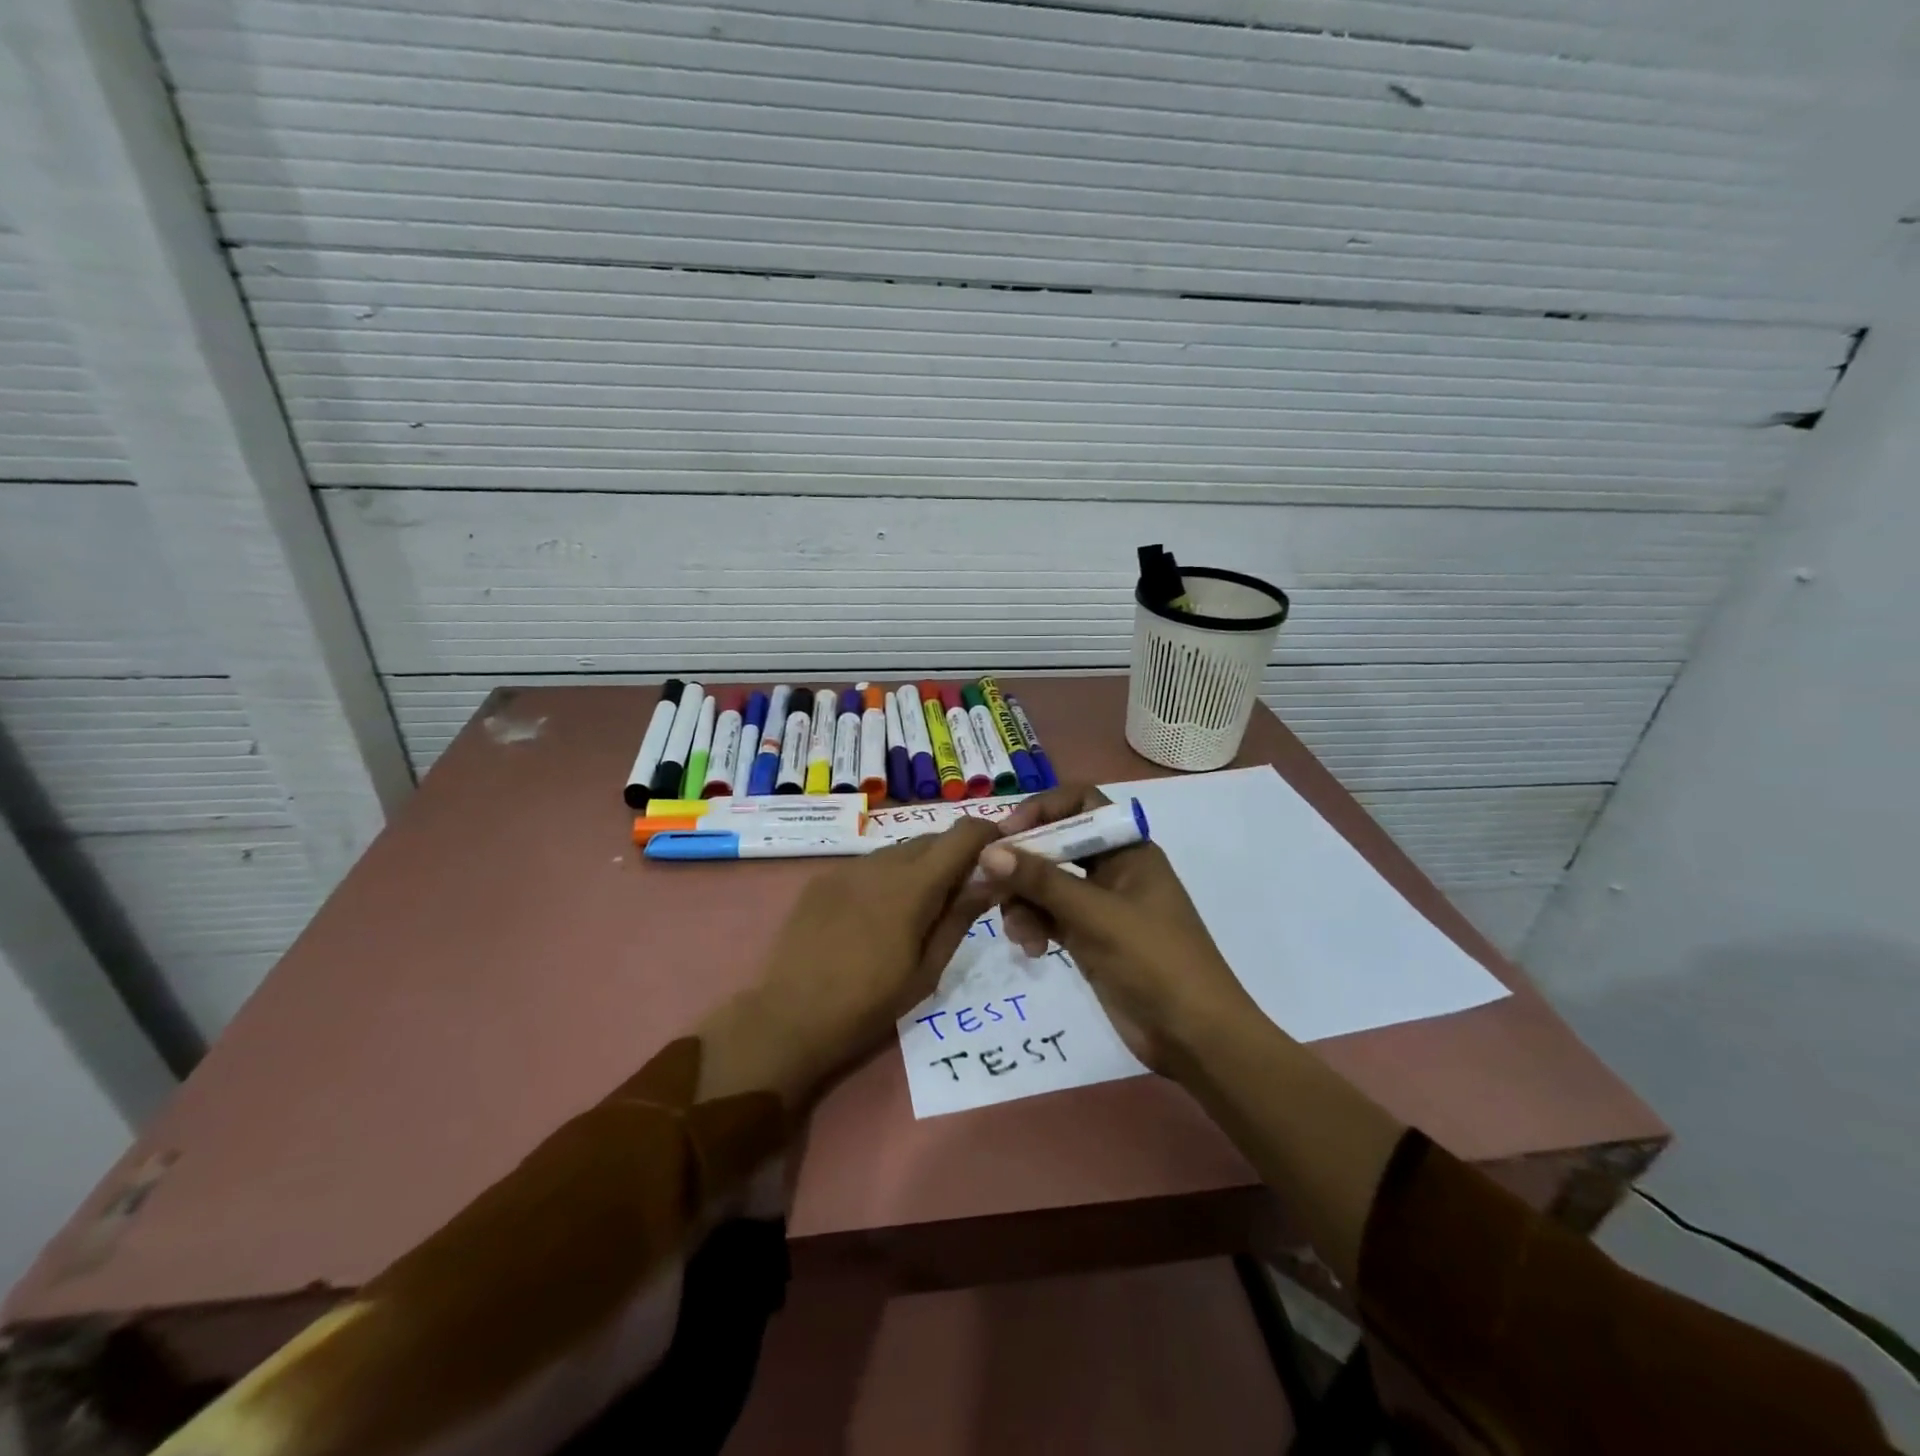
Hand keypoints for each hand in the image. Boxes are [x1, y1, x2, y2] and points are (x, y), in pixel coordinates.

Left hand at [702, 818, 1001, 1107]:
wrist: (787, 1019)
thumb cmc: (868, 1005)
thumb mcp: (927, 970)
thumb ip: (960, 917)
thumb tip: (992, 879)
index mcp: (912, 886)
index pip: (961, 834)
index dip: (987, 833)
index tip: (1000, 852)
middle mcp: (880, 863)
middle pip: (931, 839)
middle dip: (955, 854)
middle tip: (964, 890)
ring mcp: (847, 868)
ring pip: (898, 850)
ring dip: (920, 865)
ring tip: (921, 906)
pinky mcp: (822, 879)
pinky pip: (868, 865)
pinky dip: (888, 876)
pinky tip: (879, 912)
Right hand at [978, 785, 1261, 1072]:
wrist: (1194, 1036)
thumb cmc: (1155, 962)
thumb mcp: (1097, 916)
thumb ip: (1042, 881)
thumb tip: (989, 851)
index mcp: (1128, 849)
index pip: (1080, 803)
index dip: (1042, 810)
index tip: (1007, 835)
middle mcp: (1112, 869)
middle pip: (1055, 844)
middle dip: (1022, 864)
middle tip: (990, 885)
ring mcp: (1100, 905)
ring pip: (1046, 884)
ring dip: (1024, 902)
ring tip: (1019, 933)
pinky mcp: (1089, 938)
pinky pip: (1049, 916)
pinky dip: (1034, 926)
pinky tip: (1031, 949)